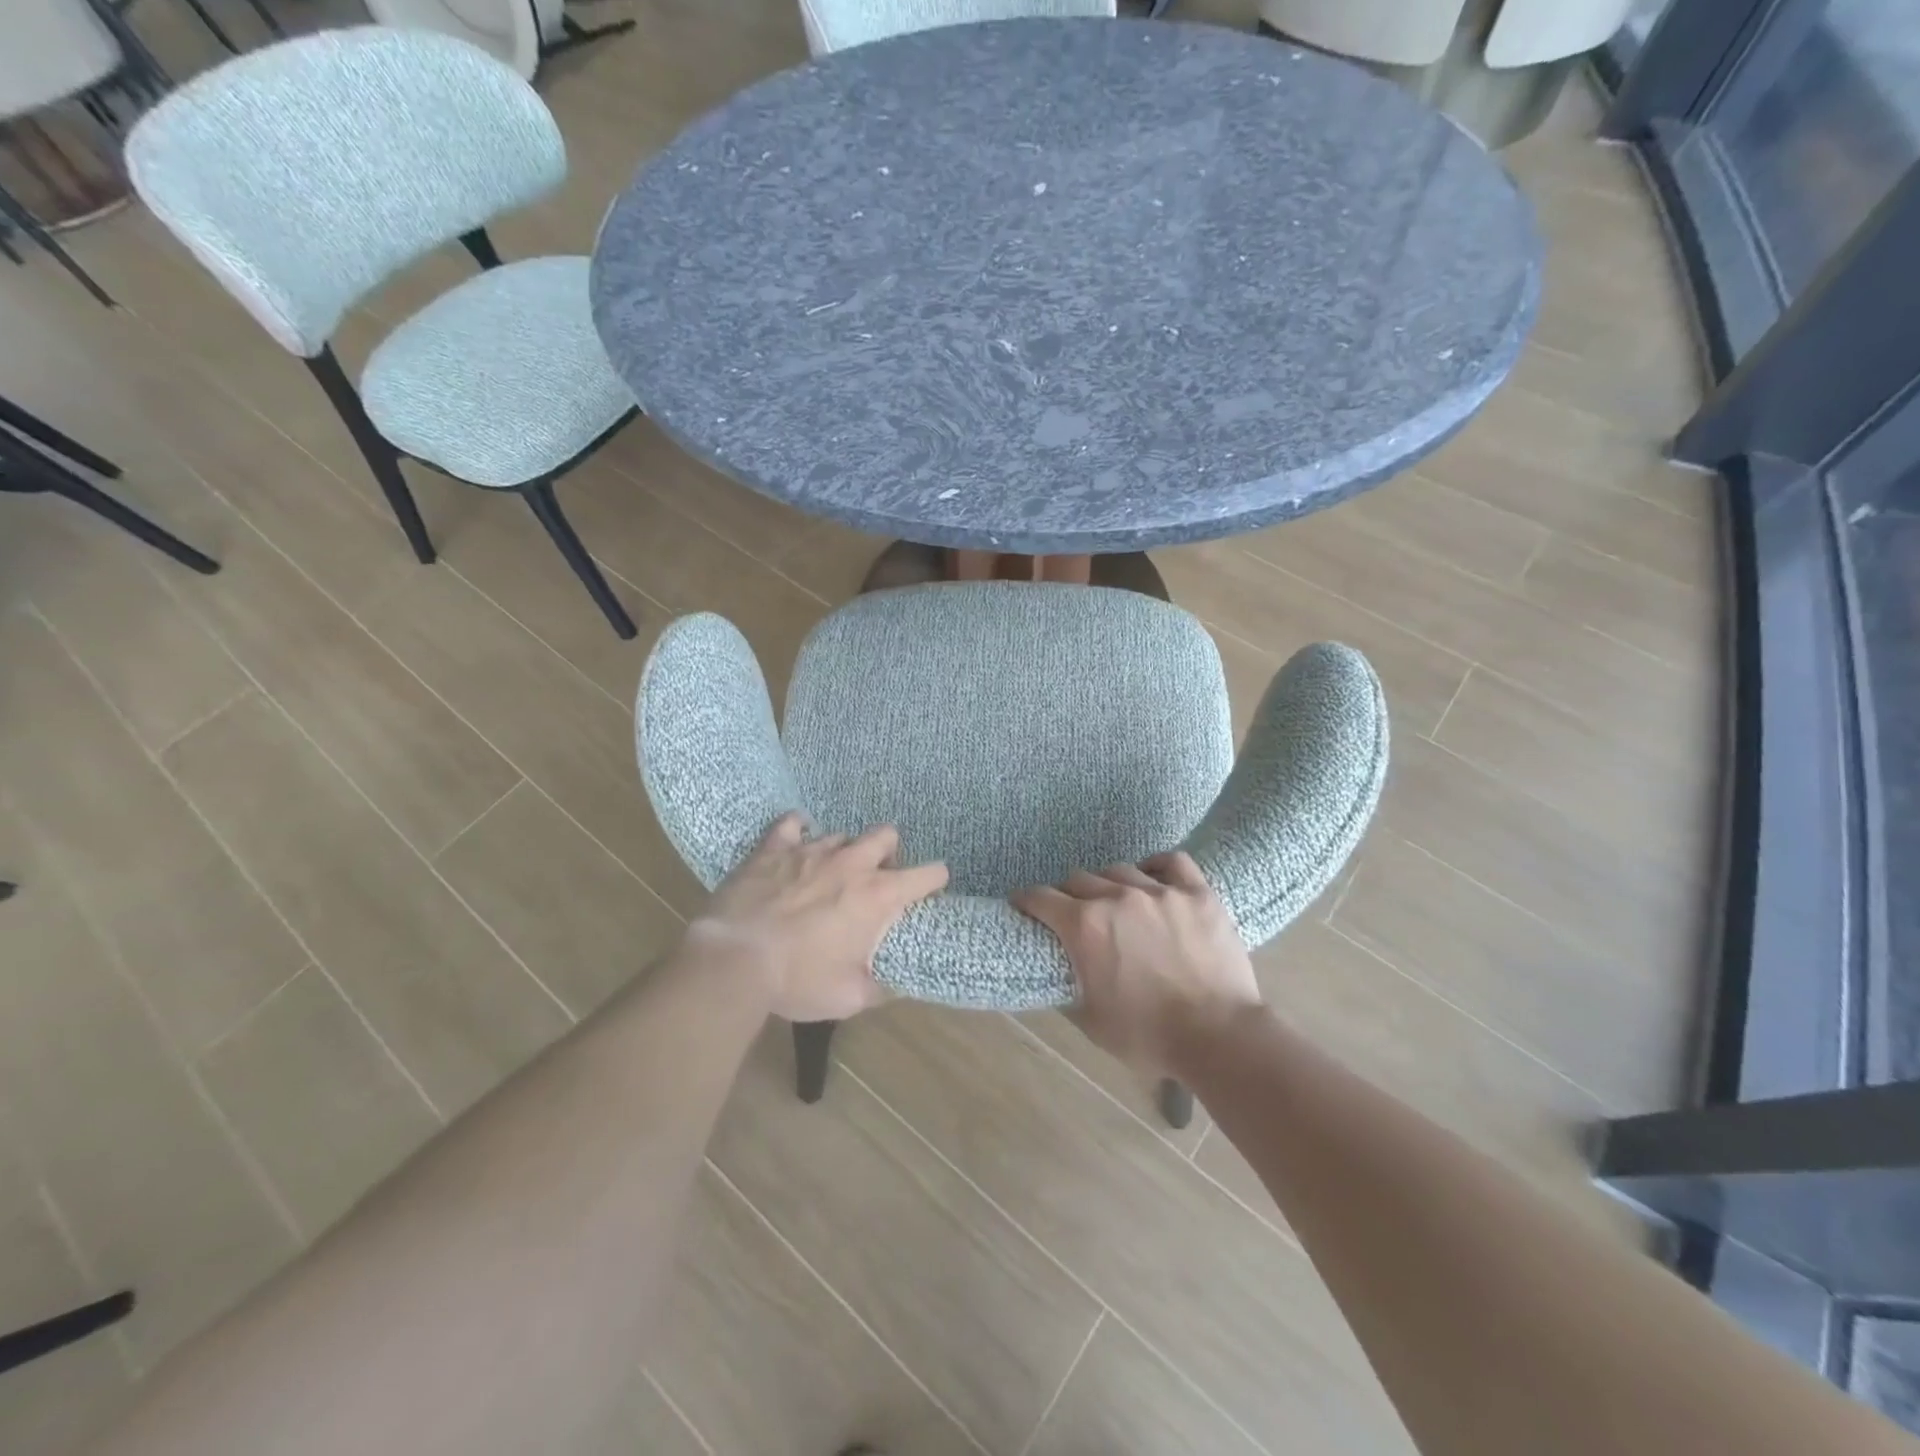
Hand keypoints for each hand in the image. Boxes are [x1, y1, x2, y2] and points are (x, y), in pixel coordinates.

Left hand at [688, 813, 948, 1022]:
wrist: (734, 960)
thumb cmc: (797, 980)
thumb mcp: (848, 997)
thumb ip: (879, 988)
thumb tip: (895, 985)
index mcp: (877, 895)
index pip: (928, 874)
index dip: (935, 880)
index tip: (930, 891)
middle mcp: (851, 864)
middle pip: (887, 835)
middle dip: (889, 853)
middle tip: (875, 879)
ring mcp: (811, 850)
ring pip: (842, 835)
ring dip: (843, 852)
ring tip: (829, 875)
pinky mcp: (774, 848)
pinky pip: (791, 824)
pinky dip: (797, 832)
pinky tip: (794, 844)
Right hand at [1013, 852, 1261, 1077]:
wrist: (1218, 1037)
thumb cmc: (1148, 1036)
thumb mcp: (1091, 1021)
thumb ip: (1068, 987)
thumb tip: (1059, 971)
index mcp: (1084, 926)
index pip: (1041, 897)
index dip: (1027, 900)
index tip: (1024, 905)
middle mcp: (1117, 897)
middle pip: (1079, 878)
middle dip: (1068, 895)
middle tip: (1074, 914)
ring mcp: (1160, 891)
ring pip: (1120, 870)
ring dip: (1109, 884)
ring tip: (1116, 901)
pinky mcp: (1197, 893)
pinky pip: (1171, 862)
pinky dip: (1157, 866)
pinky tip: (1154, 878)